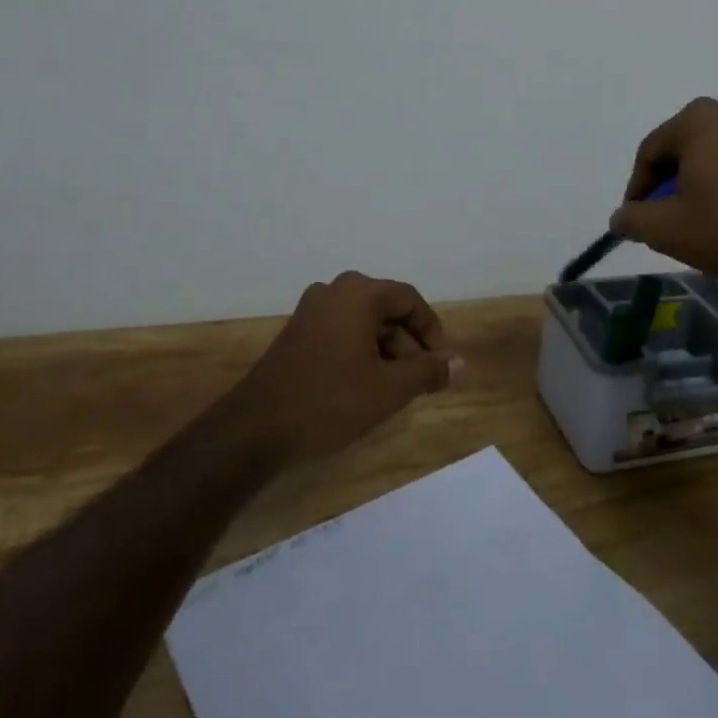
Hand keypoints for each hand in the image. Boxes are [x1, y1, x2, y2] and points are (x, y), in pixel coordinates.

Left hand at [231, 272, 461, 465]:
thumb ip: (428, 371)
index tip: (441, 364)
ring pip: (363, 321)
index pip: (410, 300)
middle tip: (419, 380)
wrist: (258, 426)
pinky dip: (360, 351)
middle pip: (386, 308)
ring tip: (393, 389)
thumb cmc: (331, 400)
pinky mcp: (297, 331)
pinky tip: (363, 385)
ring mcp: (311, 310)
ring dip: (385, 349)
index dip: (431, 331)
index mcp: (359, 293)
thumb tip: (460, 364)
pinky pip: (341, 331)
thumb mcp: (389, 389)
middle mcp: (334, 290)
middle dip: (408, 343)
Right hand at [610, 98, 717, 296]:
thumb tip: (620, 217)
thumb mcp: (666, 230)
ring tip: (696, 220)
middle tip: (663, 217)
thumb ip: (632, 218)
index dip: (637, 187)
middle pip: (684, 148)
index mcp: (700, 120)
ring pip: (716, 156)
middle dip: (668, 182)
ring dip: (699, 183)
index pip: (651, 150)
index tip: (635, 218)